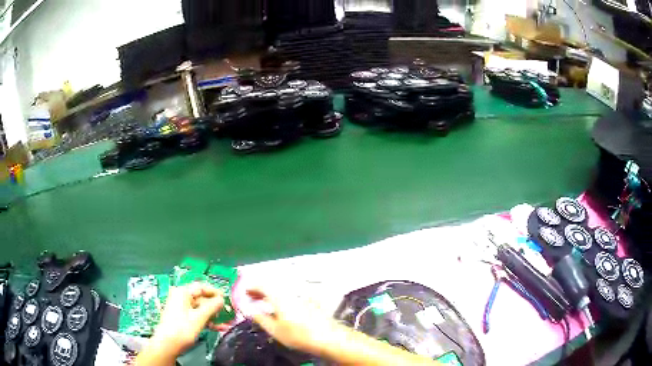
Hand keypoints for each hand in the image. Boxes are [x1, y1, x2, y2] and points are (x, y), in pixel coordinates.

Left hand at [151, 283, 224, 355]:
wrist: (167, 344)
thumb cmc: (182, 328)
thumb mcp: (199, 317)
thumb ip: (211, 307)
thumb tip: (221, 299)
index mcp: (182, 292)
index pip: (201, 287)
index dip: (214, 292)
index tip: (226, 298)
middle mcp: (180, 297)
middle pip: (200, 298)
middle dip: (214, 306)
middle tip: (226, 313)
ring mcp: (180, 307)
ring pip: (199, 308)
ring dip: (212, 315)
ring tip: (223, 323)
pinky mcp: (181, 317)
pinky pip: (196, 315)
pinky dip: (205, 320)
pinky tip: (215, 327)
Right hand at [246, 288, 338, 355]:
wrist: (328, 337)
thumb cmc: (298, 334)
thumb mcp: (274, 329)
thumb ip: (259, 317)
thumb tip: (247, 308)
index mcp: (279, 297)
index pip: (262, 285)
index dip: (250, 286)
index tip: (242, 291)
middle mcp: (289, 293)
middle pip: (271, 286)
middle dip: (259, 290)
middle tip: (249, 297)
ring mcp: (300, 297)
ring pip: (280, 292)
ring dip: (268, 295)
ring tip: (261, 303)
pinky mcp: (308, 303)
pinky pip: (288, 296)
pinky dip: (279, 299)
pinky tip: (277, 309)